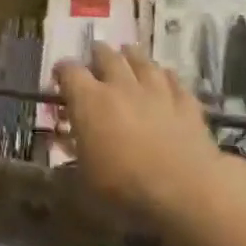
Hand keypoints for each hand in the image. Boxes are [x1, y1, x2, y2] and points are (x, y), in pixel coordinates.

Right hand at [54, 42, 230, 234]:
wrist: (185, 190)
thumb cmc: (124, 187)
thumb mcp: (84, 180)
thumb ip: (72, 155)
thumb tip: (62, 145)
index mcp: (89, 100)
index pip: (69, 71)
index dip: (62, 71)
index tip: (59, 78)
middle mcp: (121, 85)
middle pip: (106, 55)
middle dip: (98, 55)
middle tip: (95, 60)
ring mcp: (156, 90)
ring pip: (142, 60)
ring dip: (132, 56)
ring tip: (128, 55)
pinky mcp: (186, 102)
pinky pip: (174, 79)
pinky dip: (165, 77)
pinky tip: (165, 79)